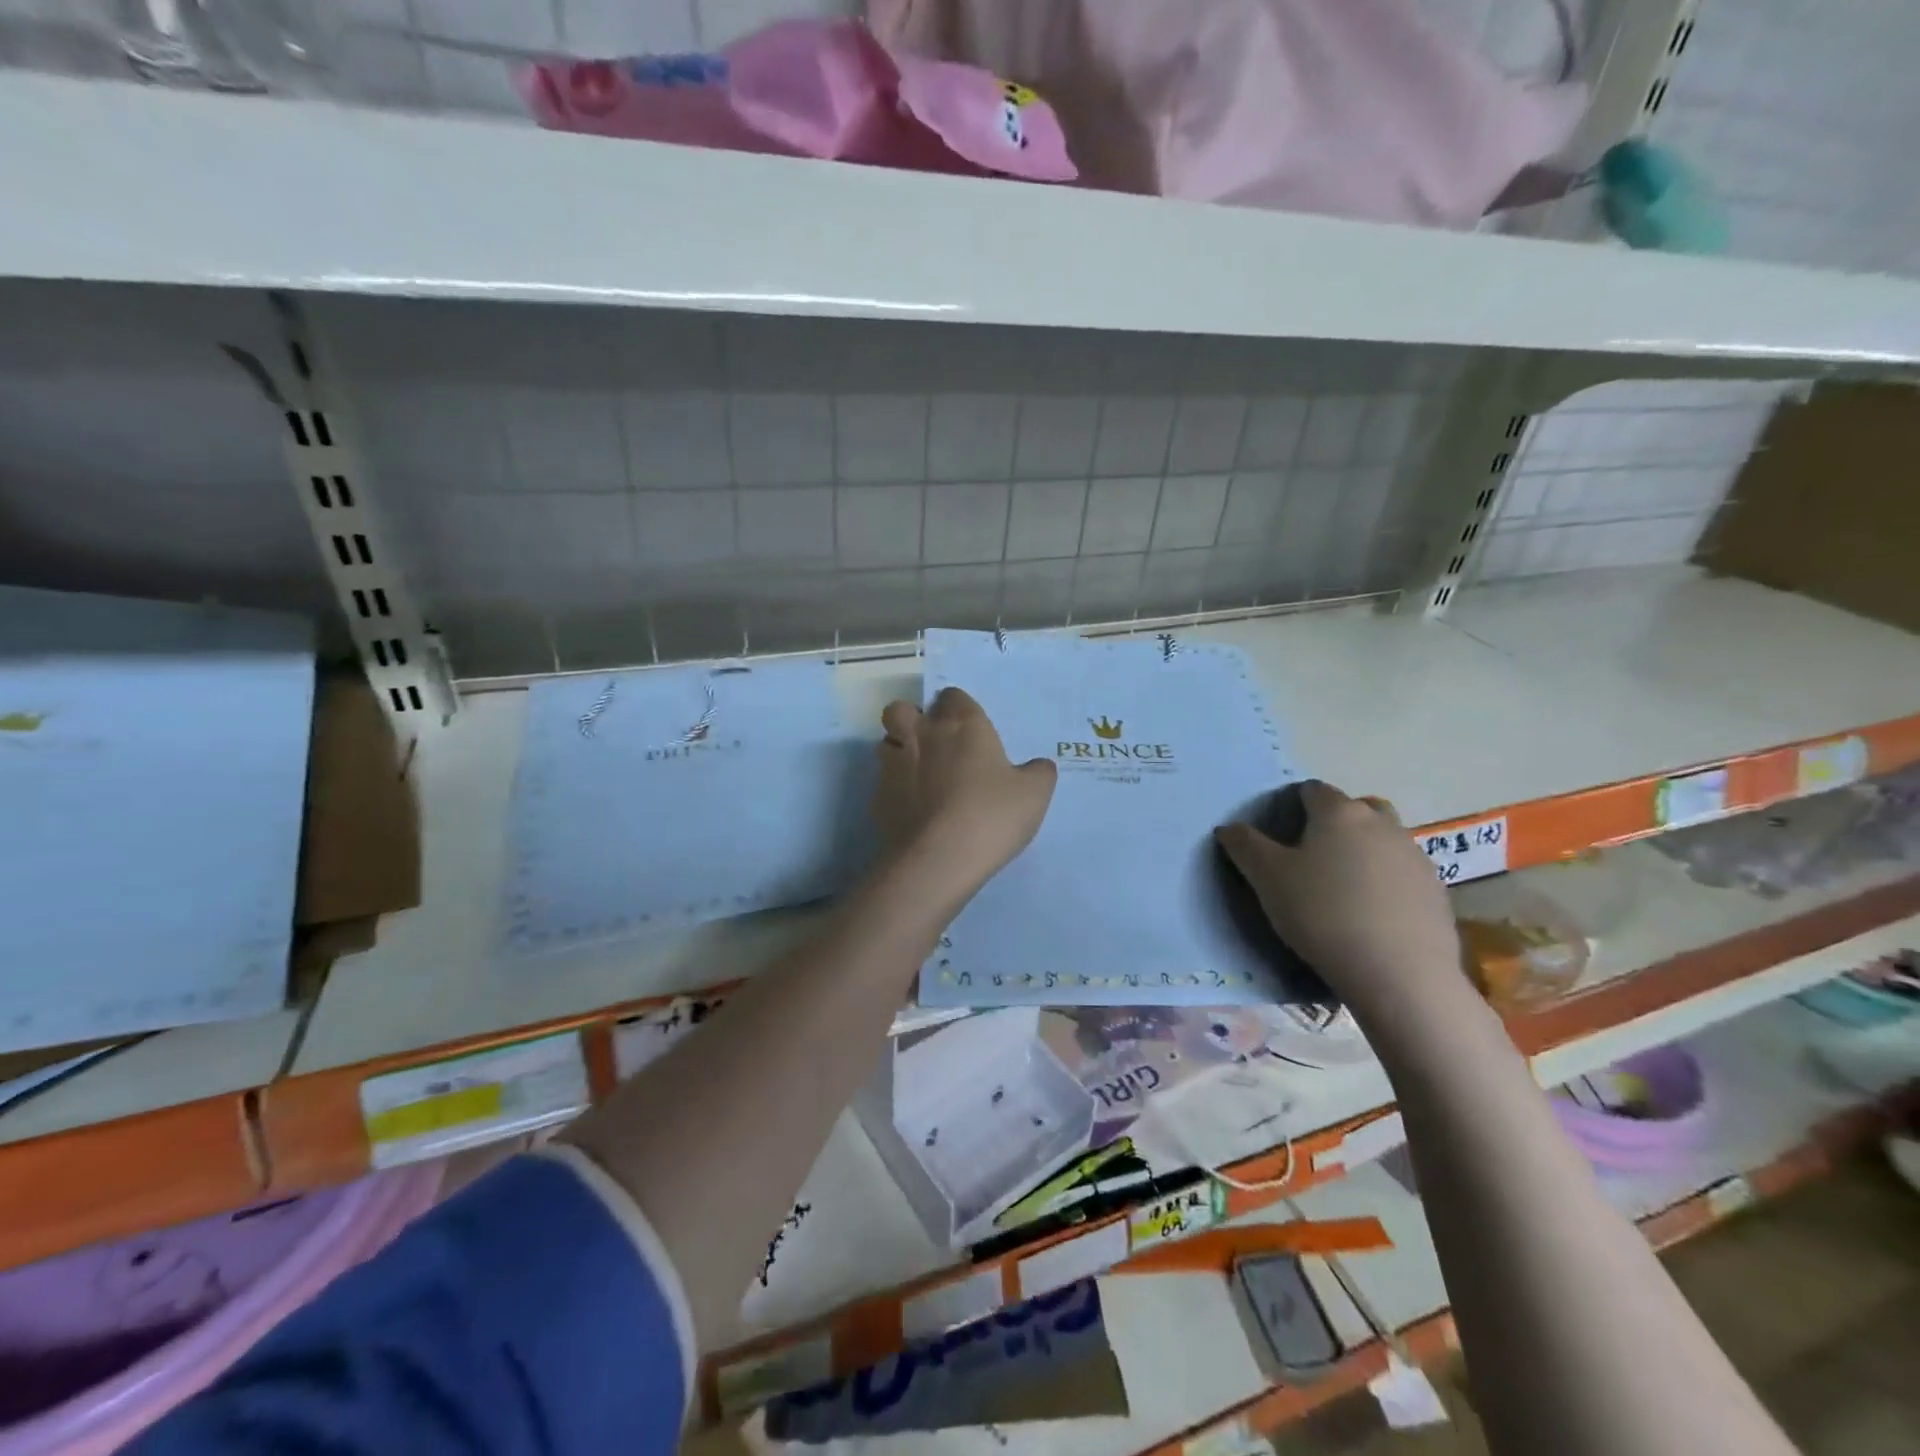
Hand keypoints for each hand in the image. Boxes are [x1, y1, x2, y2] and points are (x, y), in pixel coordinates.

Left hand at [874, 687, 1056, 896]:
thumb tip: (1037, 766)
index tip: (971, 729)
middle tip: (934, 744)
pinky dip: (894, 791)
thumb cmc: (991, 815)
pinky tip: (913, 811)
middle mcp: (922, 735)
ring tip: (920, 776)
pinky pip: (882, 783)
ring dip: (899, 751)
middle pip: (902, 709)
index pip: (952, 695)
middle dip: (913, 719)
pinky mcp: (877, 799)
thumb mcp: (1034, 794)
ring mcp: (893, 766)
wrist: (937, 860)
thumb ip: (1038, 772)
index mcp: (961, 724)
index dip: (959, 708)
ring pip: (885, 743)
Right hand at [1215, 781, 1461, 1018]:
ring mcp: (1414, 856)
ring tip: (1342, 887)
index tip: (1279, 832)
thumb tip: (1230, 827)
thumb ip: (1245, 846)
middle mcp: (1381, 824)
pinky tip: (1371, 913)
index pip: (1312, 790)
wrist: (1399, 973)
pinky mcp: (1435, 890)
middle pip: (1356, 807)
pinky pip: (1402, 872)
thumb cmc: (1323, 913)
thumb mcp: (1268, 879)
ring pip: (1383, 839)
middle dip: (1335, 821)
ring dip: (1363, 851)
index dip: (1292, 805)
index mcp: (1339, 812)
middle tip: (1313, 855)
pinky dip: (1385, 881)